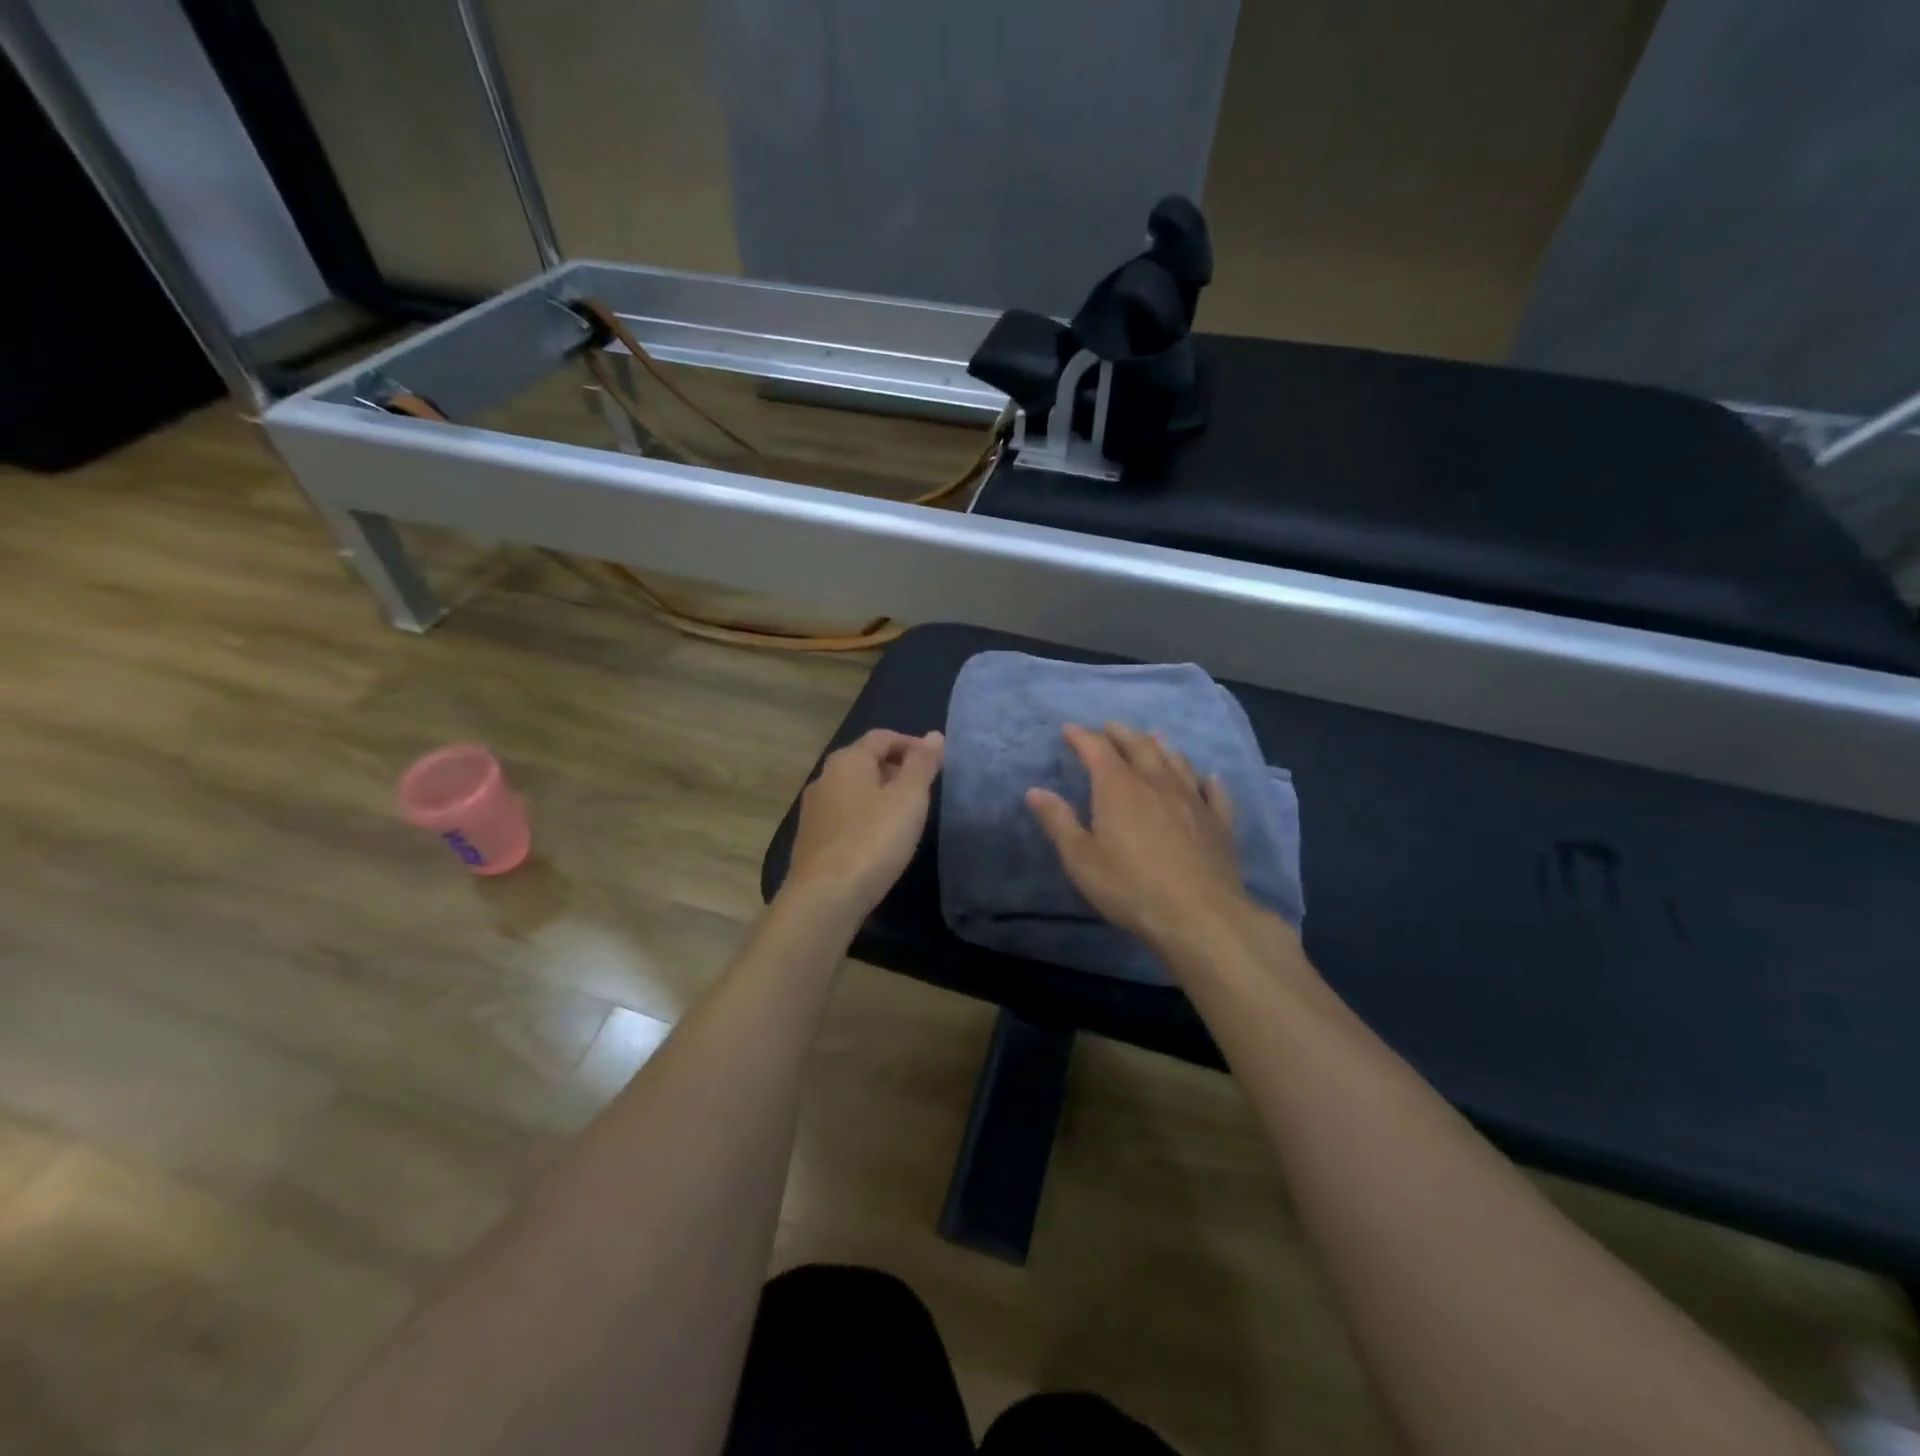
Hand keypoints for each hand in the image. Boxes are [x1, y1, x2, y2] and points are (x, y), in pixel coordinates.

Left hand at [784, 729, 944, 917]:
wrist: (825, 897)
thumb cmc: (873, 840)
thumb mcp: (908, 798)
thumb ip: (922, 765)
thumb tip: (934, 735)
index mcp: (847, 761)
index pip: (881, 737)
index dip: (910, 744)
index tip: (935, 763)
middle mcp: (824, 778)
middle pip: (864, 761)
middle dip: (895, 768)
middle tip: (923, 790)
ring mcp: (814, 810)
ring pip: (853, 790)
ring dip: (880, 794)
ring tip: (905, 815)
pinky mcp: (811, 839)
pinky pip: (844, 815)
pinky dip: (865, 816)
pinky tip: (879, 839)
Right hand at [1027, 722, 1256, 952]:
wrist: (1199, 915)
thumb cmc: (1130, 887)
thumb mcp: (1081, 859)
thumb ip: (1058, 821)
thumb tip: (1034, 791)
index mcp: (1119, 788)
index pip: (1097, 749)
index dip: (1081, 737)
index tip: (1069, 729)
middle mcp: (1157, 783)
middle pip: (1140, 746)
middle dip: (1121, 734)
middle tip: (1110, 727)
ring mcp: (1193, 800)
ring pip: (1177, 761)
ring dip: (1162, 746)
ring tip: (1154, 737)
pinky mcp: (1219, 822)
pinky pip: (1215, 792)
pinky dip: (1209, 780)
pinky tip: (1210, 778)